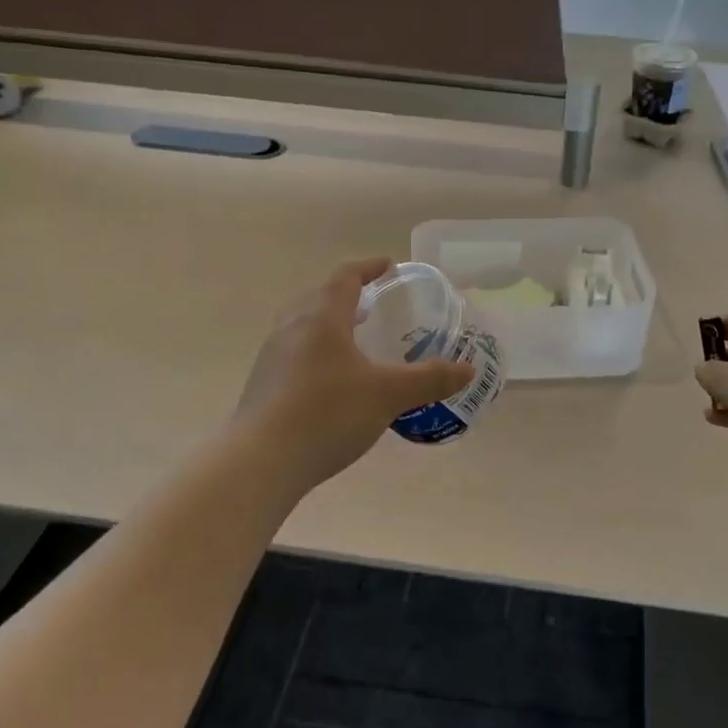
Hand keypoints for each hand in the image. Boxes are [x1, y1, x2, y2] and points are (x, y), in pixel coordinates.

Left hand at [234, 258, 474, 491]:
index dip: (368, 267)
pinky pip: (294, 352)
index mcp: (322, 318)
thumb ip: (429, 379)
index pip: (345, 277)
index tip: (388, 265)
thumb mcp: (388, 395)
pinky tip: (332, 380)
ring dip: (329, 323)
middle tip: (372, 304)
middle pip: (318, 296)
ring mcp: (273, 356)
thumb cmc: (327, 414)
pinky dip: (317, 350)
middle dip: (346, 294)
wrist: (260, 462)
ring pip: (302, 325)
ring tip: (354, 340)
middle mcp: (292, 328)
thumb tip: (467, 370)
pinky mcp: (264, 385)